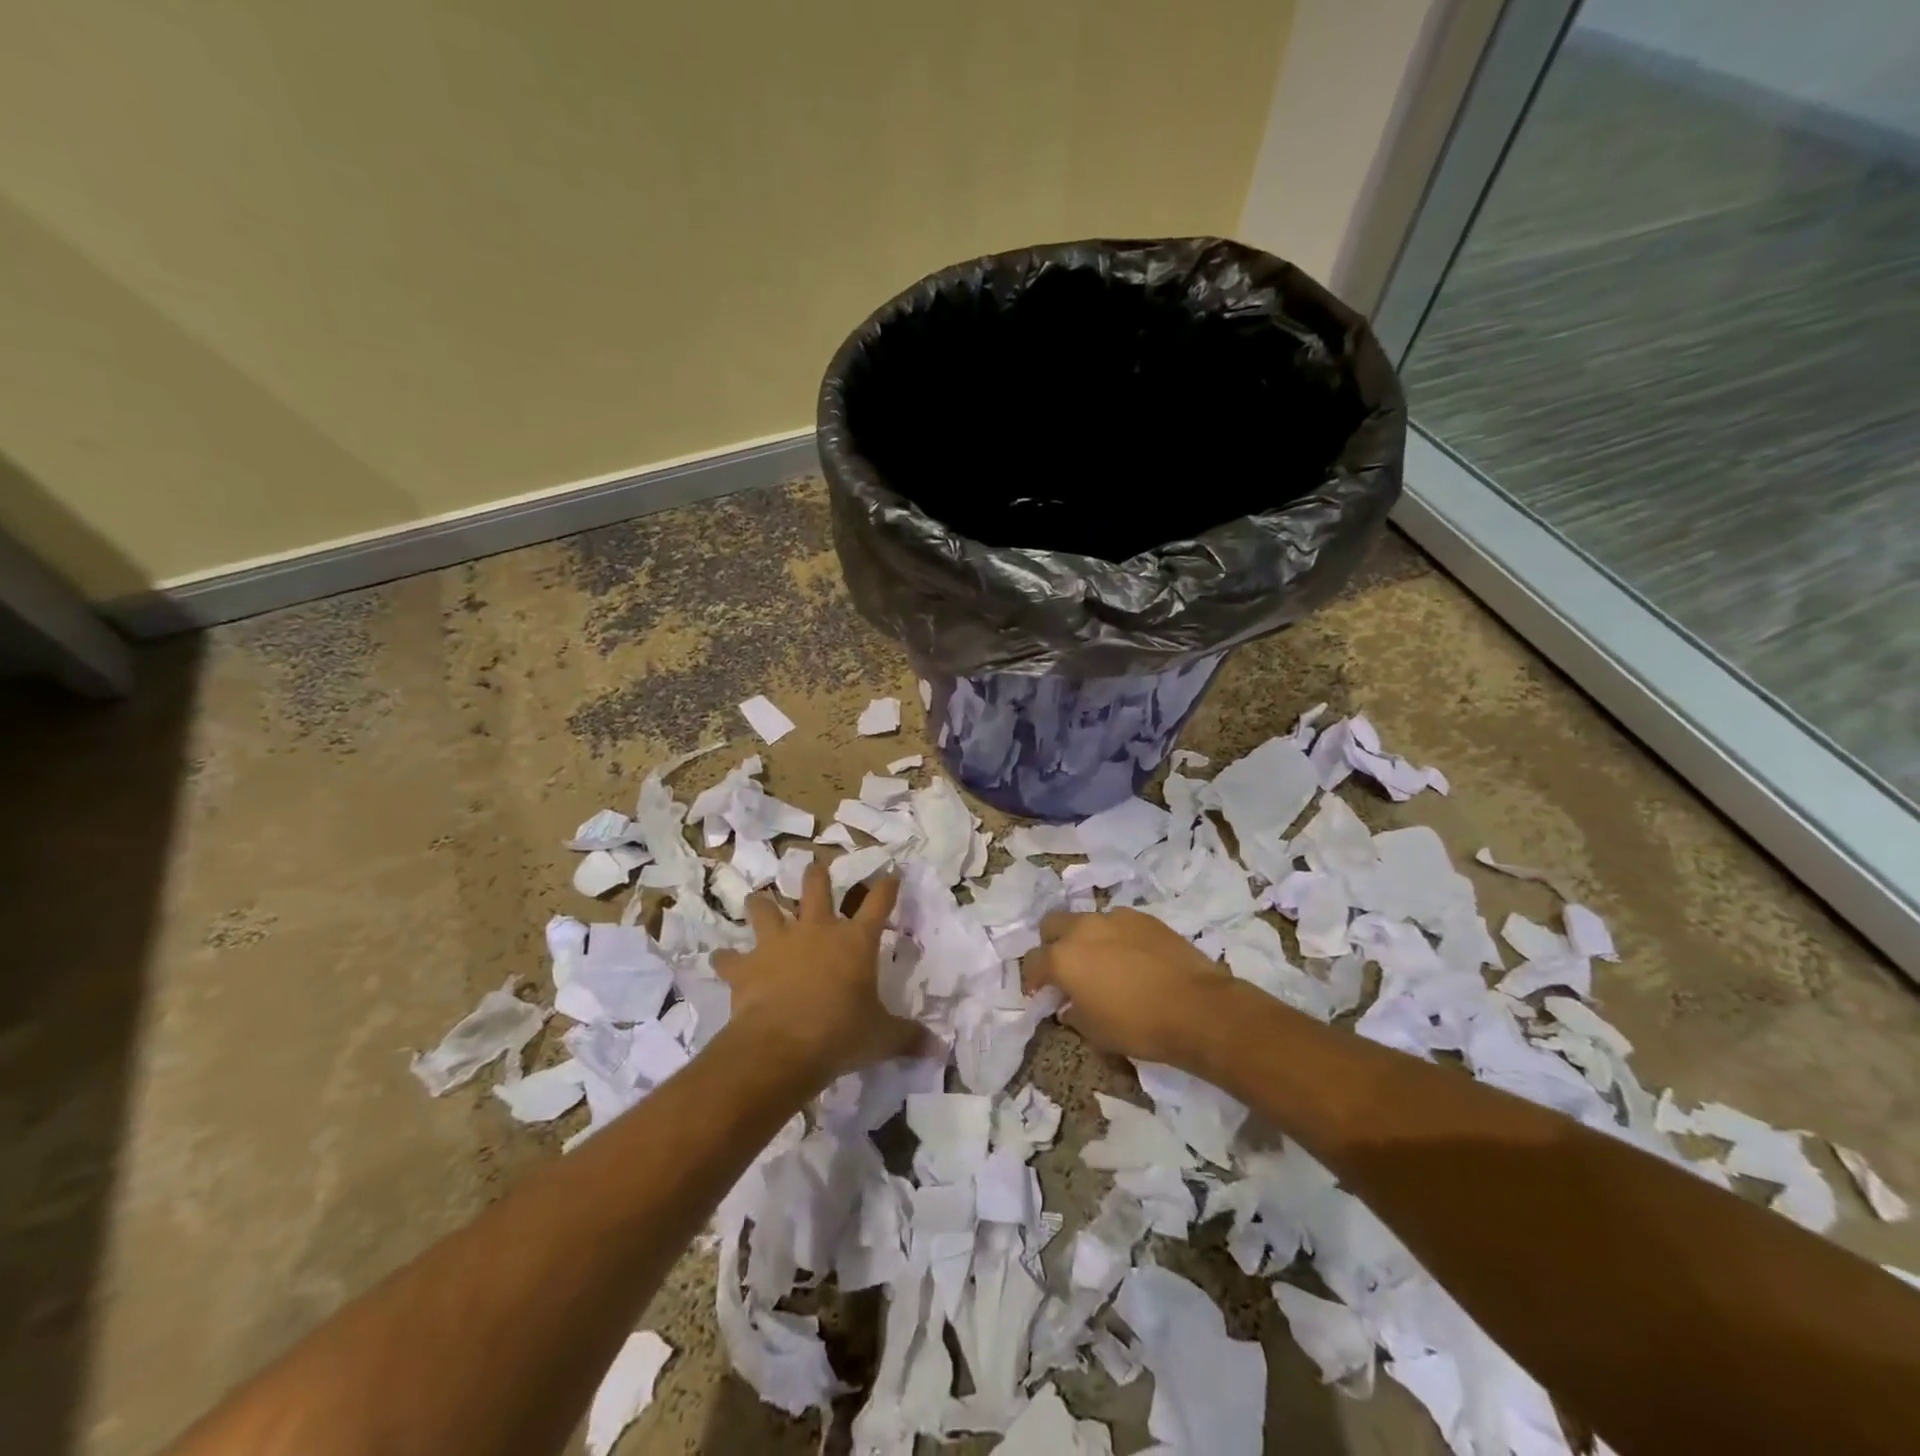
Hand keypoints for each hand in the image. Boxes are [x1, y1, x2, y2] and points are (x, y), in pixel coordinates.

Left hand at [711, 858, 926, 1086]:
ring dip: (761, 904)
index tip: (891, 873)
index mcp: (855, 941)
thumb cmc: (840, 1035)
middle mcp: (817, 930)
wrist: (782, 1046)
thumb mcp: (882, 1038)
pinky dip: (726, 959)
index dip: (887, 886)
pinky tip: (721, 959)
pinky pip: (730, 957)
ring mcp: (778, 943)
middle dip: (817, 874)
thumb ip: (908, 1037)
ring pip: (765, 909)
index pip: (879, 903)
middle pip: (817, 888)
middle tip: (816, 864)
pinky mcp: (747, 965)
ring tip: (758, 899)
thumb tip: (938, 1047)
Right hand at [1022, 907, 1230, 1066]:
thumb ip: (1073, 1013)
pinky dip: (1115, 936)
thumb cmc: (1138, 1026)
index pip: (1032, 961)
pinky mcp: (1143, 917)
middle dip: (1051, 943)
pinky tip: (1131, 957)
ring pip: (1087, 920)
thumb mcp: (1095, 1032)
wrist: (1197, 1007)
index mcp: (1063, 958)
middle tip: (1065, 968)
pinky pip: (1117, 922)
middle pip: (1052, 924)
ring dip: (1085, 938)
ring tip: (1102, 961)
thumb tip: (1069, 1005)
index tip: (1039, 992)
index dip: (1031, 978)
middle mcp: (1083, 929)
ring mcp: (1115, 918)